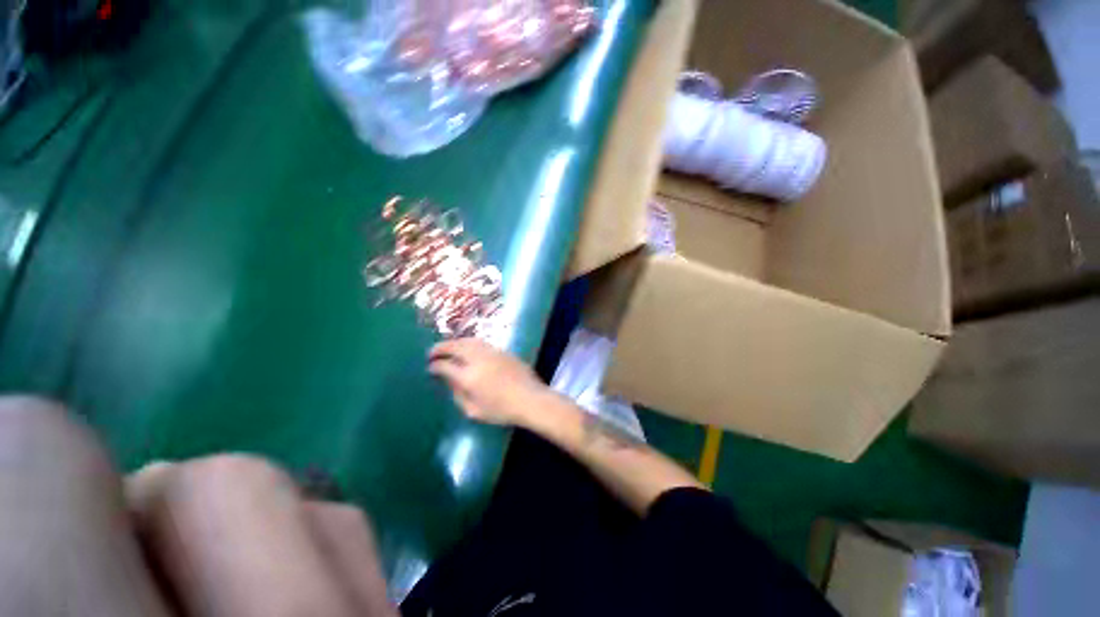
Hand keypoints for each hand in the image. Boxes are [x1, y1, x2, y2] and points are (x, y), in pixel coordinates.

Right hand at [428, 338, 546, 426]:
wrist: (530, 399)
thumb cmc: (502, 410)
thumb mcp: (474, 411)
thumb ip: (458, 394)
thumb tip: (449, 381)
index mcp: (469, 376)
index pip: (445, 366)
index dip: (435, 365)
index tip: (430, 367)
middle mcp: (478, 359)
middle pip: (455, 346)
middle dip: (441, 347)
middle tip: (432, 352)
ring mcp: (492, 352)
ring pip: (469, 340)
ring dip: (455, 342)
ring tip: (448, 348)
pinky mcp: (502, 350)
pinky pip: (481, 342)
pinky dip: (469, 343)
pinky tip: (467, 348)